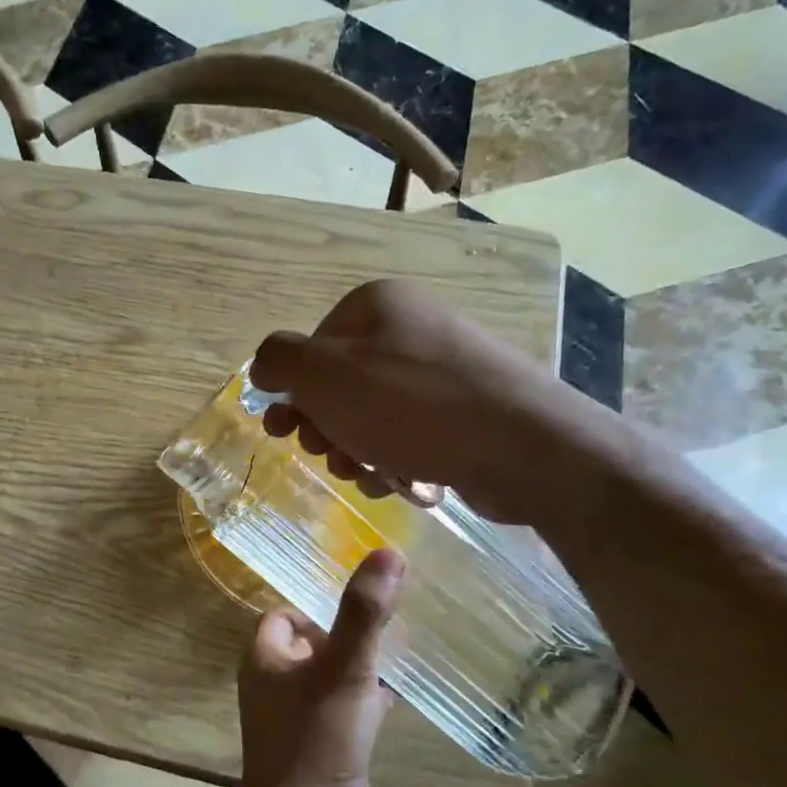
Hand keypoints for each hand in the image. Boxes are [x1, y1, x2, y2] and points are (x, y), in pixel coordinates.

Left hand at [235, 549, 404, 786]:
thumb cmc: (315, 742)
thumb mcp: (342, 670)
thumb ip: (364, 613)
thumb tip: (388, 551)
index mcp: (265, 661)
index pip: (285, 616)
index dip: (318, 604)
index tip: (361, 597)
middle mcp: (277, 687)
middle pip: (313, 645)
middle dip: (348, 631)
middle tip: (393, 615)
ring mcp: (302, 721)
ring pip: (334, 678)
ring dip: (364, 664)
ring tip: (407, 643)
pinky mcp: (328, 750)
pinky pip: (350, 711)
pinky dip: (373, 699)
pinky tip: (406, 692)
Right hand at [251, 279, 558, 523]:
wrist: (521, 445)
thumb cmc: (409, 405)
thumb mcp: (323, 375)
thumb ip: (279, 360)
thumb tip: (265, 366)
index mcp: (376, 306)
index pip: (311, 348)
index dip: (294, 394)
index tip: (286, 432)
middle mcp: (411, 328)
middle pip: (341, 385)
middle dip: (325, 428)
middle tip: (329, 455)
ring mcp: (443, 370)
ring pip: (372, 415)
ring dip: (355, 450)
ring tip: (365, 474)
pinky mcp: (466, 411)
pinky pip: (409, 434)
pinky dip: (394, 459)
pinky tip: (396, 481)